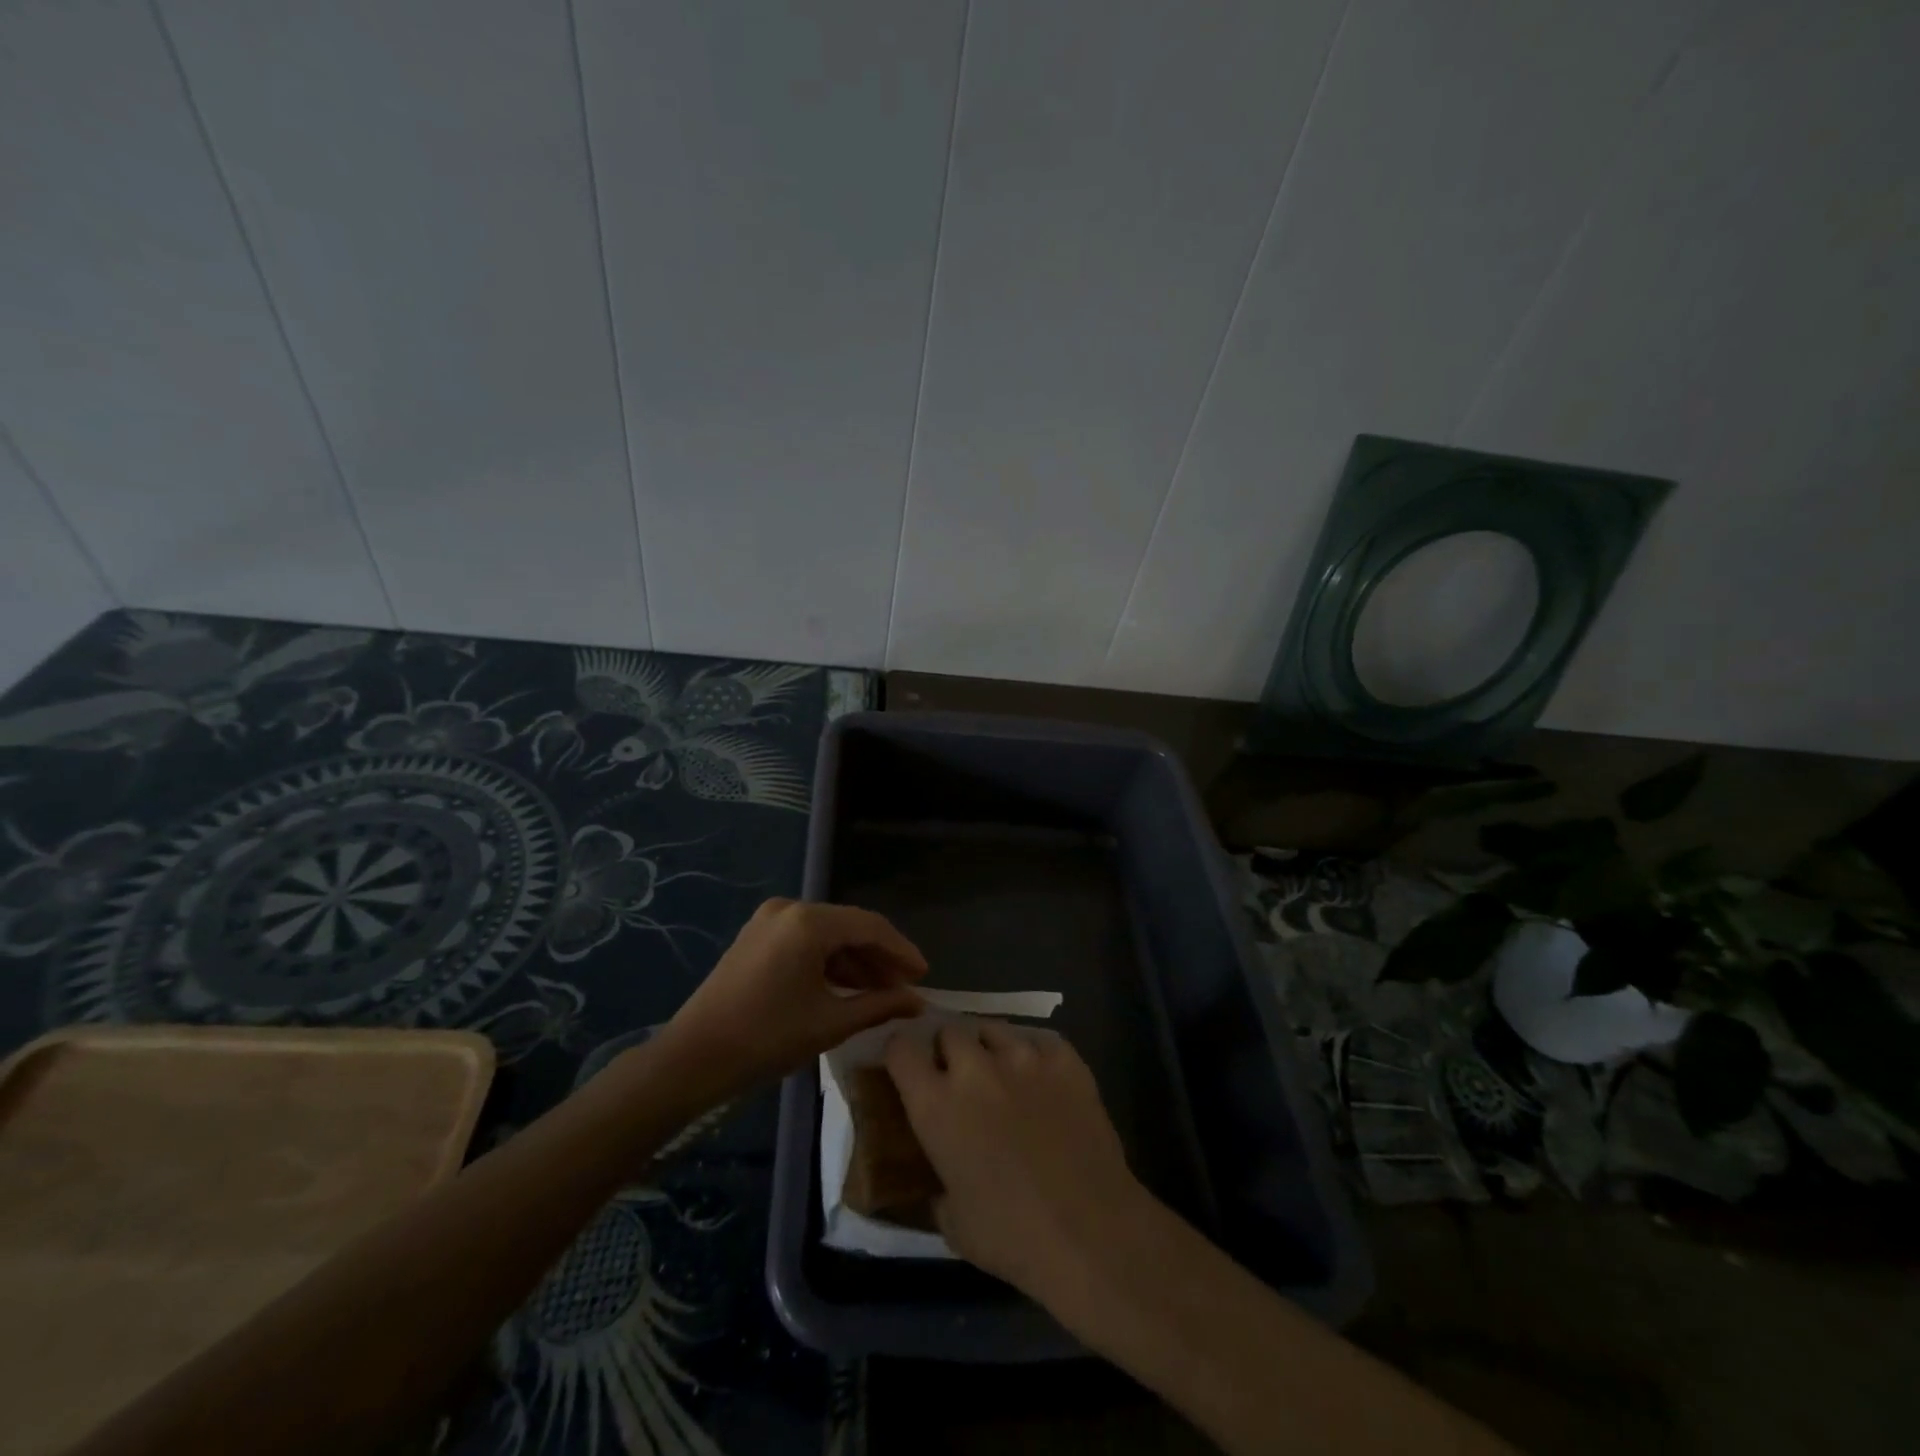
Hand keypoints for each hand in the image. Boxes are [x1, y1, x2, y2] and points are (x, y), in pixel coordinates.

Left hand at [656, 898, 926, 1100]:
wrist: (692, 1059)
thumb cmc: (766, 1039)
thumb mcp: (830, 1023)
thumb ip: (879, 1005)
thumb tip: (917, 1002)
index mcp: (809, 922)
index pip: (871, 927)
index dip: (902, 951)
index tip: (924, 976)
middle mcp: (789, 909)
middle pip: (849, 926)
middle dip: (879, 956)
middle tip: (906, 986)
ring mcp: (769, 920)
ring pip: (827, 934)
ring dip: (855, 960)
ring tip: (880, 992)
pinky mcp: (756, 937)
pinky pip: (805, 941)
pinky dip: (828, 961)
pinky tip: (846, 987)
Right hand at [886, 1021, 1150, 1299]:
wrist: (1090, 1231)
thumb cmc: (1011, 1236)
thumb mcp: (952, 1222)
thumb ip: (937, 1185)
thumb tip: (939, 1178)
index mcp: (936, 1105)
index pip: (901, 1049)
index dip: (900, 1054)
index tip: (906, 1067)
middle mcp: (974, 1068)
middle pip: (949, 1031)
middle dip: (948, 1050)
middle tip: (959, 1077)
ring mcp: (1023, 1057)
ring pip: (994, 1028)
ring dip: (989, 1048)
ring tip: (1002, 1073)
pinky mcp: (1064, 1059)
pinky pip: (1040, 1040)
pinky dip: (1035, 1054)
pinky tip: (1042, 1079)